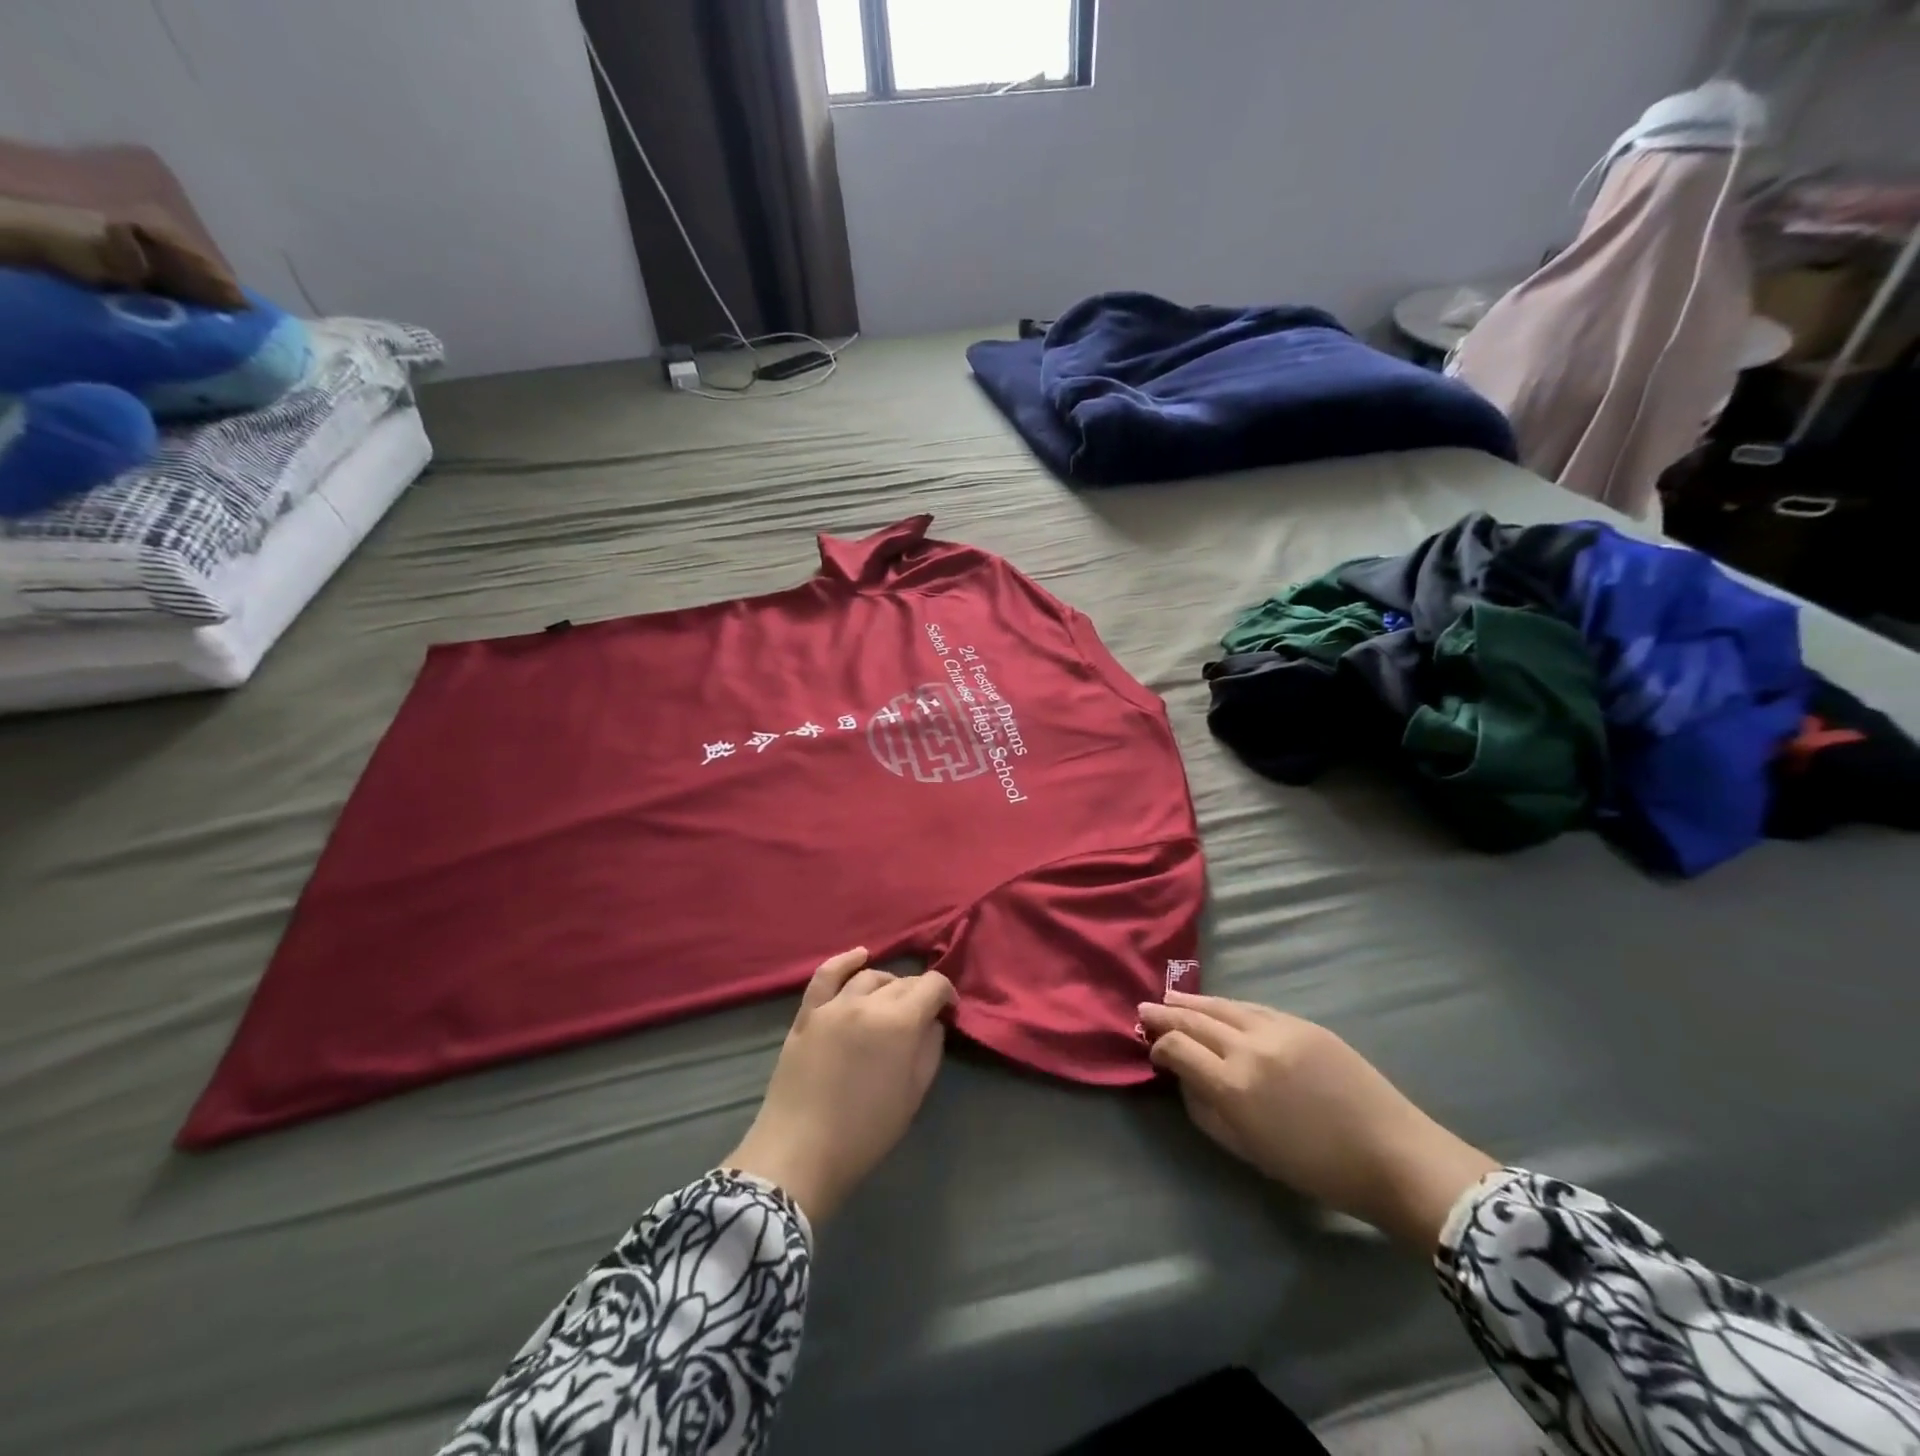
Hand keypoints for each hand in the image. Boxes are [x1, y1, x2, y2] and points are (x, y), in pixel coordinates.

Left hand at [724, 948, 953, 1224]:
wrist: (800, 1153)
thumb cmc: (865, 1132)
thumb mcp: (913, 1095)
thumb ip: (929, 1049)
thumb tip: (933, 1022)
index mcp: (899, 1022)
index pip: (932, 985)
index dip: (946, 994)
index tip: (949, 1012)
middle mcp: (867, 1003)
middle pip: (902, 982)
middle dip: (918, 994)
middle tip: (922, 1017)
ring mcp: (833, 1005)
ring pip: (869, 977)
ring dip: (888, 985)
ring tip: (892, 1003)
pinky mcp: (807, 1014)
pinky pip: (826, 975)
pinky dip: (845, 961)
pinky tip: (859, 956)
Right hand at [1139, 991, 1498, 1249]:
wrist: (1393, 1156)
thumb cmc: (1317, 1169)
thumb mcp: (1249, 1152)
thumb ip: (1206, 1112)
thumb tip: (1184, 1079)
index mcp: (1233, 1087)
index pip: (1179, 1049)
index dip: (1160, 1046)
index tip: (1152, 1049)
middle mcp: (1249, 1049)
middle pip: (1195, 1021)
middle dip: (1166, 1014)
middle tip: (1144, 1007)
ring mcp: (1278, 1030)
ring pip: (1223, 1006)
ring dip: (1193, 1002)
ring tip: (1171, 998)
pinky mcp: (1303, 1022)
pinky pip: (1253, 1007)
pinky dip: (1228, 1005)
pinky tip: (1217, 1005)